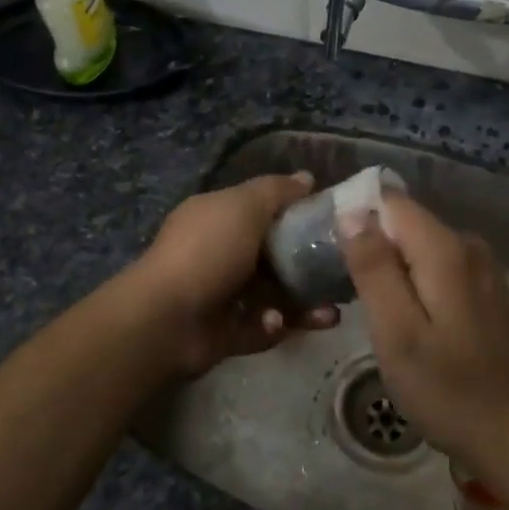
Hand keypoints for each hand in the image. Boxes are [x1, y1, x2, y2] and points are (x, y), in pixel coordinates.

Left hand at [134, 172, 340, 376]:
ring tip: (331, 311)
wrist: (167, 319)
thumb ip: (277, 191)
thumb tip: (307, 178)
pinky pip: (263, 326)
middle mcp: (220, 253)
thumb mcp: (243, 206)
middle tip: (342, 271)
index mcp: (218, 218)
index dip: (297, 213)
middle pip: (274, 255)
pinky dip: (279, 325)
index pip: (263, 209)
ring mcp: (222, 294)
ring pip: (275, 295)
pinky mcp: (228, 332)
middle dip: (309, 265)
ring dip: (304, 302)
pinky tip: (284, 323)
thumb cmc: (207, 251)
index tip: (332, 222)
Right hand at [337, 194, 508, 469]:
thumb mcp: (396, 331)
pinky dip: (414, 281)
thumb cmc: (448, 388)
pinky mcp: (485, 290)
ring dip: (391, 267)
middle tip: (346, 290)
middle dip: (372, 245)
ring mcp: (481, 267)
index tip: (330, 250)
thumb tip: (351, 212)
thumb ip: (373, 267)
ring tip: (371, 309)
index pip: (390, 201)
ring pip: (419, 246)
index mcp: (444, 248)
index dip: (356, 216)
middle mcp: (467, 244)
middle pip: (404, 222)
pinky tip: (405, 319)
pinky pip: (437, 265)